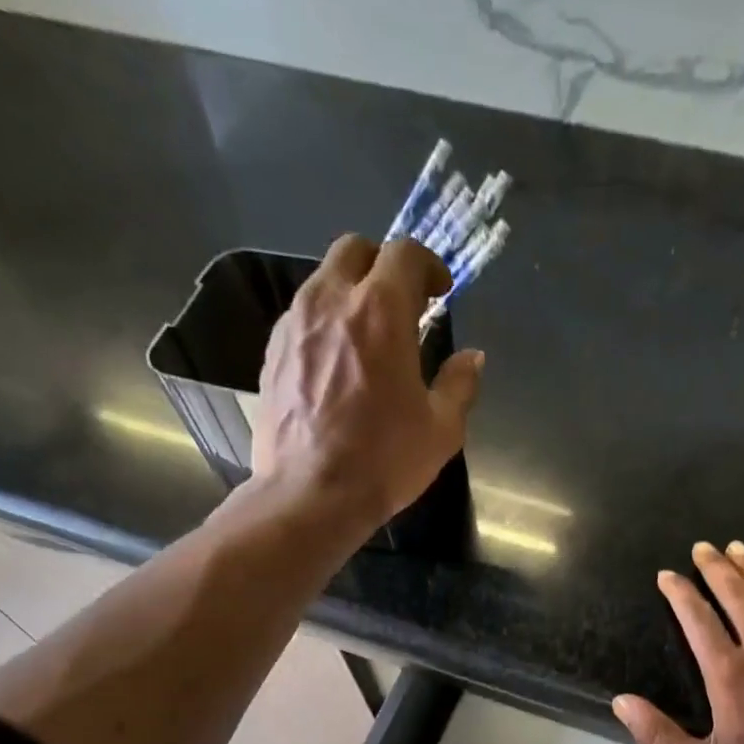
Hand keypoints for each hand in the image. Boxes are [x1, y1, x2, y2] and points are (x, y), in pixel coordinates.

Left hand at [255, 234, 483, 527]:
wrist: (310, 494)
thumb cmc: (384, 460)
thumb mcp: (441, 429)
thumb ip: (459, 384)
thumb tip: (472, 358)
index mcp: (381, 311)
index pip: (405, 253)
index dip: (428, 265)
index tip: (440, 292)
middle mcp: (332, 300)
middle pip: (355, 250)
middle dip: (383, 266)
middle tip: (402, 305)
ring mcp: (294, 323)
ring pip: (324, 280)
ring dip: (351, 294)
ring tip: (367, 336)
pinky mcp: (272, 351)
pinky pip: (302, 316)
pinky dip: (325, 324)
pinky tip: (336, 364)